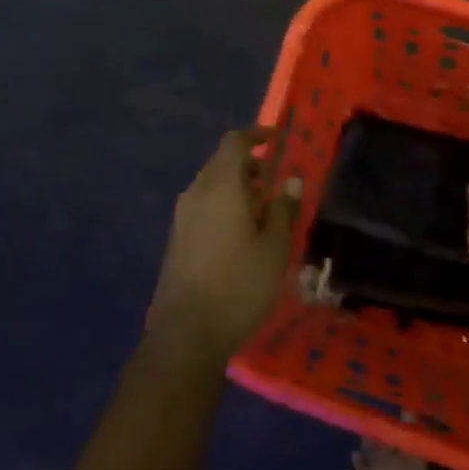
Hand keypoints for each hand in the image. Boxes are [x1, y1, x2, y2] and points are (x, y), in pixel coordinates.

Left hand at [147, 129, 302, 368]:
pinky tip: (241, 231)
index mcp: (221, 187)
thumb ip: (284, 209)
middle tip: (274, 178)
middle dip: (247, 163)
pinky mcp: (177, 238)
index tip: (276, 140)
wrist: (186, 333)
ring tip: (262, 207)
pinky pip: (202, 205)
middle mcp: (196, 193)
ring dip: (235, 186)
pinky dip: (223, 204)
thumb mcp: (274, 248)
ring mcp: (182, 216)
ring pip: (210, 185)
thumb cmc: (239, 286)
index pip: (234, 143)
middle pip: (220, 162)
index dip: (255, 136)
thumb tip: (291, 180)